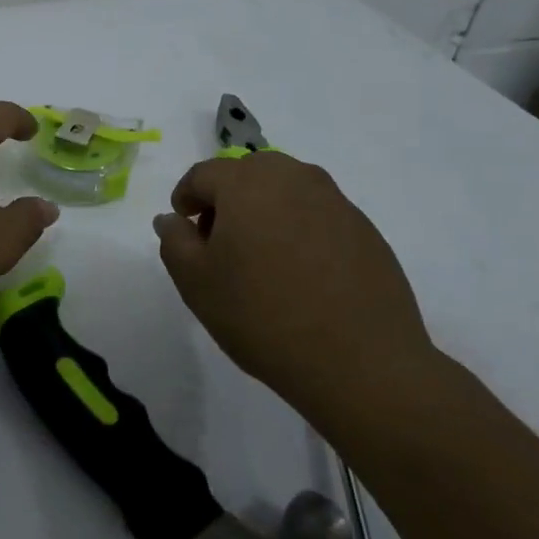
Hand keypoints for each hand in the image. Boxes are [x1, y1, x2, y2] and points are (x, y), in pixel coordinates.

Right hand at [152, 152, 438, 427]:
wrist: (362, 364)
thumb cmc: (263, 316)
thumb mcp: (197, 283)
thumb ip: (174, 241)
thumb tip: (171, 219)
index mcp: (248, 182)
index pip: (203, 174)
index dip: (186, 198)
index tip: (184, 228)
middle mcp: (295, 178)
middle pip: (247, 174)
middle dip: (226, 200)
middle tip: (219, 244)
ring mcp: (336, 202)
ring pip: (286, 191)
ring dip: (264, 212)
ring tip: (260, 261)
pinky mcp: (366, 230)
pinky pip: (317, 216)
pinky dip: (299, 231)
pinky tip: (300, 275)